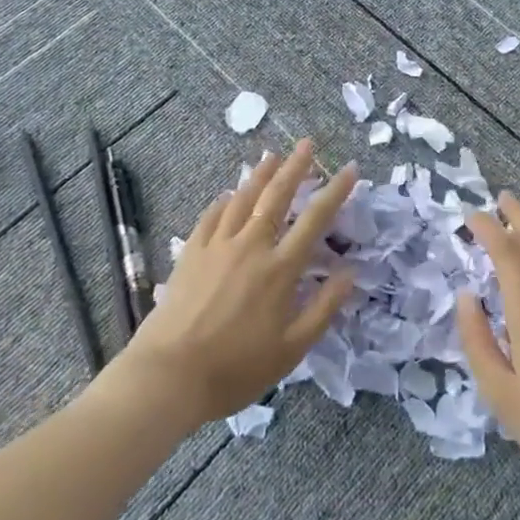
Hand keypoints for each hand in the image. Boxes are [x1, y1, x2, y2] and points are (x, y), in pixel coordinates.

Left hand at [120, 139, 356, 424]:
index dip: (335, 191)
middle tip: (307, 143)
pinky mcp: (191, 254)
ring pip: (243, 199)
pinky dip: (224, 201)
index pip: (315, 219)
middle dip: (295, 167)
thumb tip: (350, 273)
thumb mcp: (292, 349)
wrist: (169, 375)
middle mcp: (251, 246)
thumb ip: (324, 308)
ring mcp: (217, 246)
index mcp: (280, 269)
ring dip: (260, 175)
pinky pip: (211, 217)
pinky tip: (229, 194)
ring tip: (272, 156)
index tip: (349, 168)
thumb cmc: (236, 368)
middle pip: (277, 196)